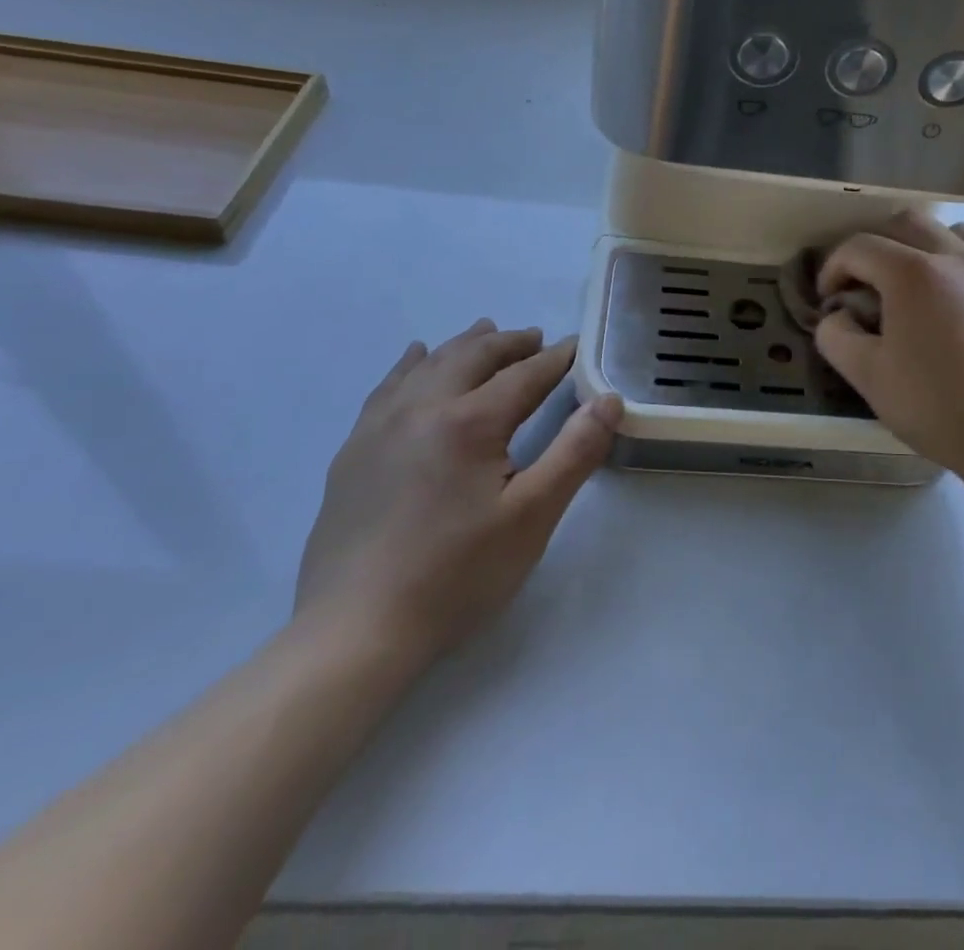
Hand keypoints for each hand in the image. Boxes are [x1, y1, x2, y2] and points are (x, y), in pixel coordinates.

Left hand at [295, 322, 621, 667]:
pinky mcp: (354, 450)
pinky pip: (387, 387)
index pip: (524, 375)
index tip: (576, 345)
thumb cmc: (457, 575)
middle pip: (473, 356)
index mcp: (470, 421)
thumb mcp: (532, 516)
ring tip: (486, 331)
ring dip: (464, 344)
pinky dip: (411, 364)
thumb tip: (609, 399)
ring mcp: (380, 427)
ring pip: (429, 364)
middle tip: (537, 337)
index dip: (555, 359)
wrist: (354, 631)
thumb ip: (575, 451)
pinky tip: (416, 356)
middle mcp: (423, 408)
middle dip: (510, 343)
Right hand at [814, 215, 963, 492]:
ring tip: (924, 285)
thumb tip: (838, 313)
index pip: (860, 247)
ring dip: (928, 247)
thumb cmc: (939, 410)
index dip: (834, 267)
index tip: (830, 297)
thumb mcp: (869, 378)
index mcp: (916, 274)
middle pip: (908, 221)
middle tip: (869, 280)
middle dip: (878, 243)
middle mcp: (961, 256)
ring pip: (957, 231)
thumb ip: (836, 335)